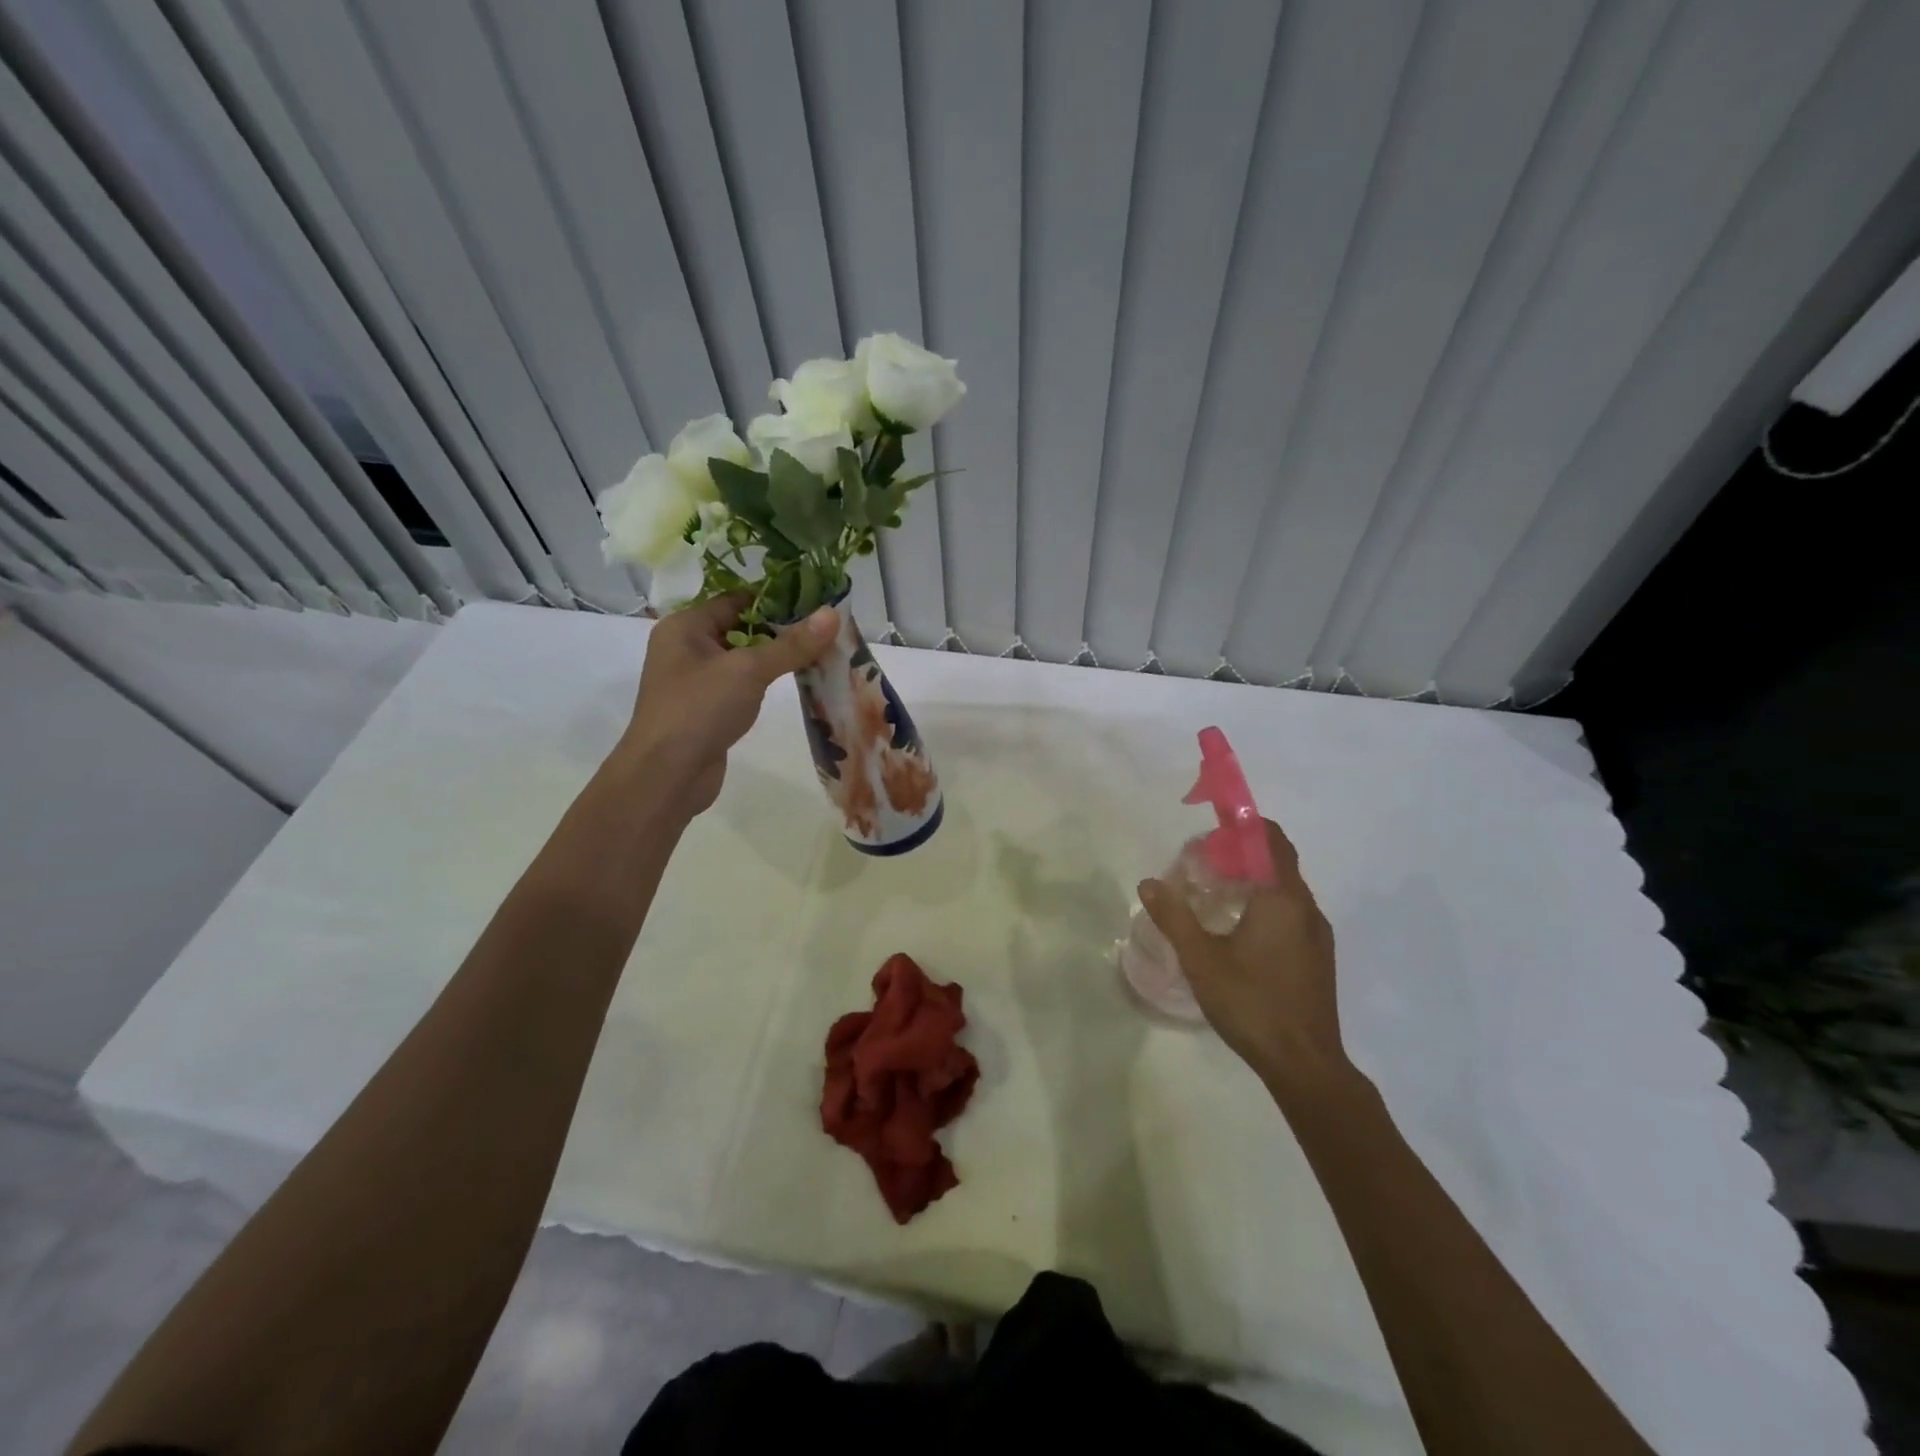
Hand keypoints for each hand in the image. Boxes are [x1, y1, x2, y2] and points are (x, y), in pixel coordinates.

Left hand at [617, 594, 837, 817]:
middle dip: (783, 630)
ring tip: (823, 653)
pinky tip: (798, 684)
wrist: (666, 776)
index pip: (736, 599)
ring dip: (778, 658)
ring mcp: (696, 682)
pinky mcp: (708, 710)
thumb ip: (792, 644)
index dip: (776, 599)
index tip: (817, 602)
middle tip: (827, 629)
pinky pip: (743, 686)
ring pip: (744, 660)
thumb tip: (832, 613)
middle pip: (742, 628)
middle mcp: (687, 648)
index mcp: (685, 626)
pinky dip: (767, 683)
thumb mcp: (749, 670)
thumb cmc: (699, 710)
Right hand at [1138, 819, 1348, 1087]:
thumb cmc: (1251, 1003)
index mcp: (1282, 899)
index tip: (1214, 828)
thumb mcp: (1201, 959)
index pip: (1271, 839)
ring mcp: (1318, 934)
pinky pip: (1292, 913)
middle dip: (1243, 853)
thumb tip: (1149, 882)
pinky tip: (1239, 931)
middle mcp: (1306, 908)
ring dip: (1254, 881)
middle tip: (1204, 864)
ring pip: (1285, 890)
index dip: (1245, 825)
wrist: (1304, 1063)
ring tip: (1216, 895)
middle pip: (1278, 861)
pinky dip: (1266, 905)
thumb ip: (1174, 916)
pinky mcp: (1318, 957)